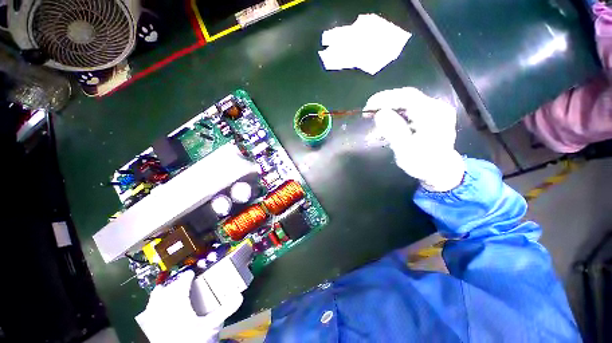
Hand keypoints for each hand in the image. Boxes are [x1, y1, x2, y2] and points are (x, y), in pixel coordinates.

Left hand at [136, 270, 242, 342]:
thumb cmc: (195, 339)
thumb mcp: (212, 325)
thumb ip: (225, 310)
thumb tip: (238, 296)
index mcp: (177, 298)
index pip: (182, 281)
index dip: (188, 276)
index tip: (192, 274)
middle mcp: (162, 300)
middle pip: (168, 286)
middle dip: (176, 284)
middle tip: (184, 286)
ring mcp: (153, 310)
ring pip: (156, 294)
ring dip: (164, 292)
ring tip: (171, 294)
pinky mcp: (149, 320)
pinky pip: (149, 306)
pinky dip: (155, 304)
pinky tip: (161, 309)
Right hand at [364, 87, 464, 190]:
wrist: (443, 171)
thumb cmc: (424, 165)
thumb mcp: (406, 152)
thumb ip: (394, 131)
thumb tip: (380, 113)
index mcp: (433, 116)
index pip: (406, 97)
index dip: (384, 98)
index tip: (367, 108)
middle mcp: (438, 107)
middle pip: (408, 96)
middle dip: (388, 103)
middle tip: (371, 113)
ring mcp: (438, 108)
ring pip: (411, 100)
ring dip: (394, 107)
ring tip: (380, 119)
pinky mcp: (436, 111)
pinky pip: (415, 104)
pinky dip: (402, 110)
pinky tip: (394, 120)